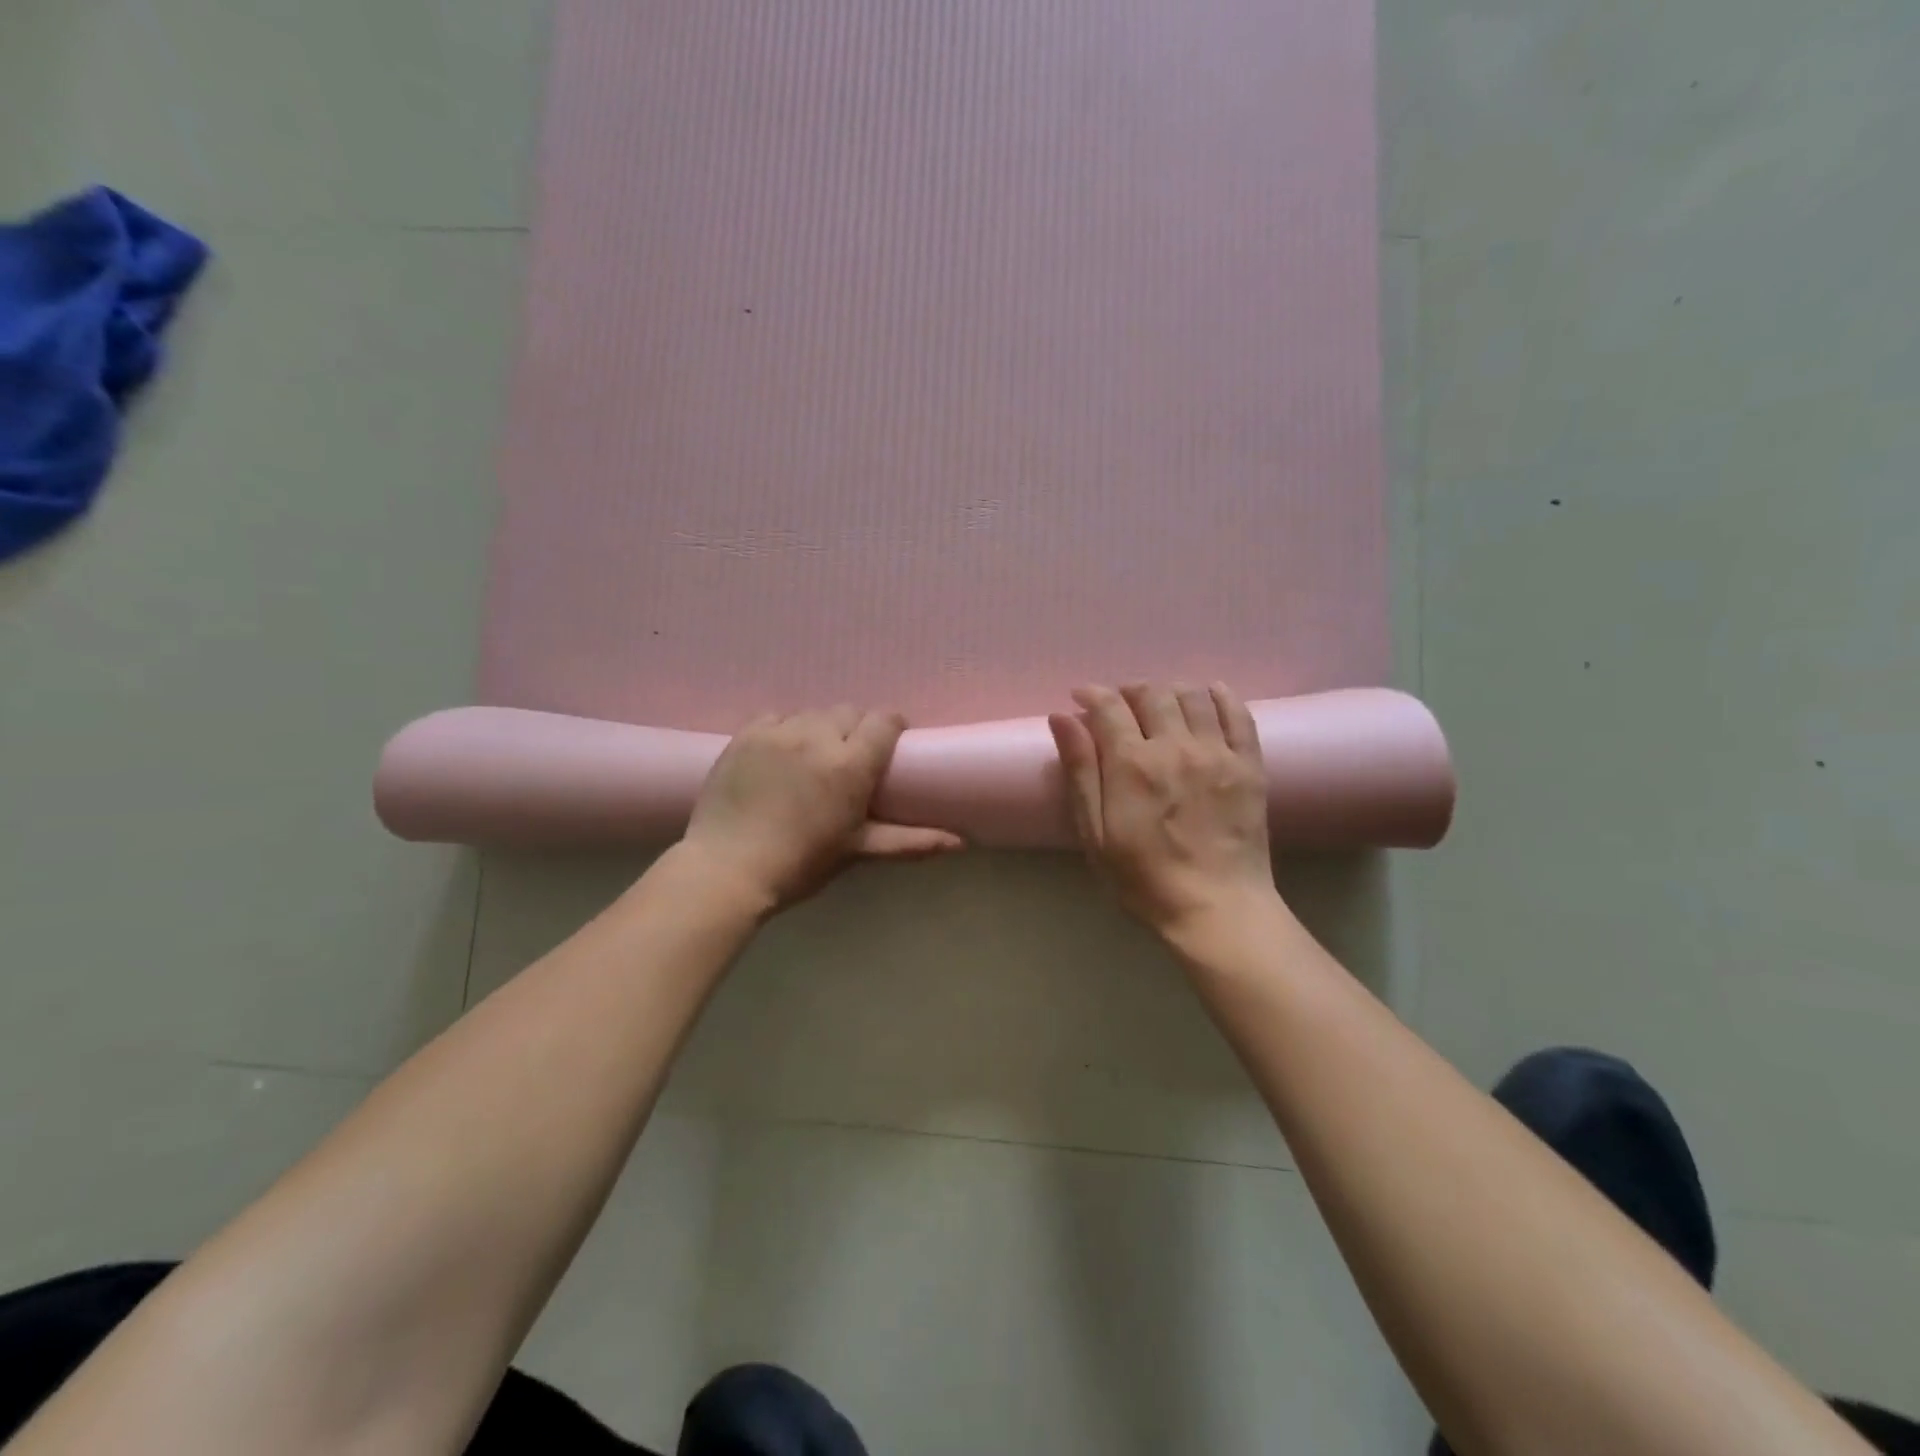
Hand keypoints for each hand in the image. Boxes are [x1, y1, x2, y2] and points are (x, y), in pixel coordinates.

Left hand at [682, 707, 962, 911]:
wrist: (727, 868)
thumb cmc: (801, 863)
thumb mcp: (858, 850)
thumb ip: (910, 841)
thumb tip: (960, 843)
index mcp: (852, 764)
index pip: (884, 720)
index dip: (891, 727)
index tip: (889, 744)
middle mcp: (818, 736)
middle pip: (849, 712)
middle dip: (855, 730)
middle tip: (847, 761)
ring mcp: (779, 731)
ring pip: (813, 713)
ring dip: (820, 729)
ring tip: (811, 758)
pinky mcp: (746, 734)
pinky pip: (777, 716)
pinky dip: (784, 729)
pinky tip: (779, 755)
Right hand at [1049, 682, 1276, 939]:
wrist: (1216, 909)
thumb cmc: (1143, 879)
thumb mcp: (1095, 833)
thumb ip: (1080, 771)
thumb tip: (1062, 717)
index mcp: (1132, 764)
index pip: (1109, 706)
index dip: (1091, 694)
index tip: (1081, 698)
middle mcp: (1175, 747)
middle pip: (1152, 693)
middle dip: (1129, 691)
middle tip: (1120, 707)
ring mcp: (1218, 753)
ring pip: (1193, 696)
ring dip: (1170, 691)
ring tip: (1160, 706)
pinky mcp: (1249, 765)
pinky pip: (1238, 714)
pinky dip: (1221, 696)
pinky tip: (1209, 696)